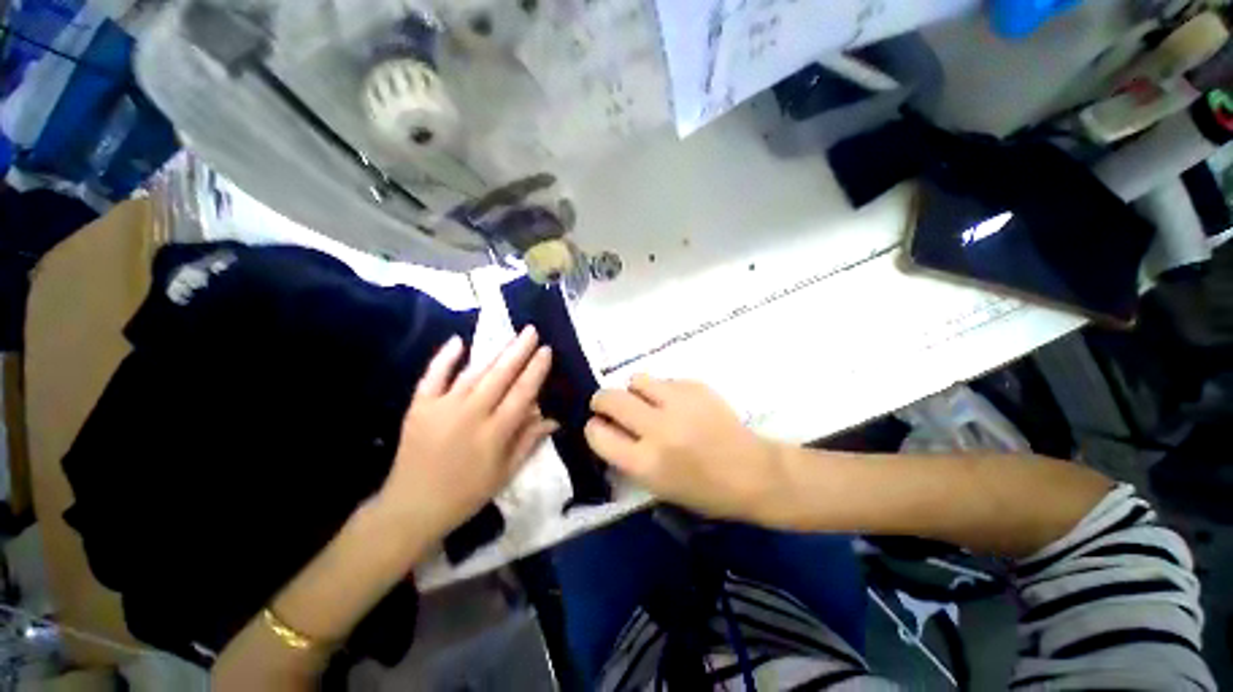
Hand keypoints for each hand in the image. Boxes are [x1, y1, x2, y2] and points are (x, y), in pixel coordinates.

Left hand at [375, 327, 556, 549]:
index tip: (547, 350)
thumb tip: (553, 418)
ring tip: (510, 335)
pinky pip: (433, 376)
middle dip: (519, 351)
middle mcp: (471, 414)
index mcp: (495, 433)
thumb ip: (529, 441)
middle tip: (532, 330)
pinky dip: (444, 358)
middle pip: (501, 376)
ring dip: (494, 351)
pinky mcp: (419, 407)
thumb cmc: (466, 493)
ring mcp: (442, 408)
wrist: (411, 507)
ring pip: (474, 373)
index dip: (536, 370)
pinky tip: (458, 340)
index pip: (522, 393)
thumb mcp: (505, 473)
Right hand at [585, 376, 785, 523]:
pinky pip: (665, 380)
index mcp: (645, 463)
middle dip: (602, 400)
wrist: (754, 473)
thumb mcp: (656, 485)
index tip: (599, 425)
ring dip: (635, 390)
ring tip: (647, 401)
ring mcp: (679, 403)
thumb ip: (627, 456)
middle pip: (610, 398)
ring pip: (636, 379)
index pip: (597, 434)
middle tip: (609, 405)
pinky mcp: (697, 387)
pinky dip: (663, 390)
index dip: (594, 427)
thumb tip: (607, 428)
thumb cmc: (704, 491)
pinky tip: (678, 404)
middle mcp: (658, 429)